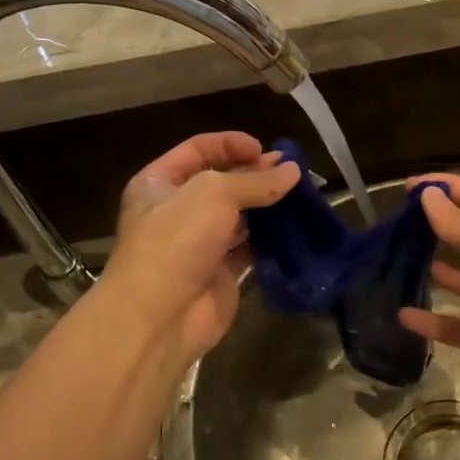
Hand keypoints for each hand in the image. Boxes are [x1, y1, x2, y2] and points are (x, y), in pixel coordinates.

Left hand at [98, 132, 299, 365]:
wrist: (160, 315)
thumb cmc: (176, 240)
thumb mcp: (214, 193)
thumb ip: (255, 180)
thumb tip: (293, 171)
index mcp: (159, 183)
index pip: (198, 150)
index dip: (230, 144)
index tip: (264, 149)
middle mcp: (177, 210)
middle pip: (221, 182)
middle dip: (255, 174)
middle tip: (291, 172)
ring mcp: (199, 244)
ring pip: (238, 216)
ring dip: (267, 206)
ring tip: (300, 197)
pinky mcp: (220, 273)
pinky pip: (250, 248)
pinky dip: (270, 239)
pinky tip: (293, 228)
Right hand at [399, 174, 459, 417]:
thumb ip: (459, 223)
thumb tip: (429, 195)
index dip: (451, 188)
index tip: (412, 185)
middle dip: (442, 227)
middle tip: (402, 220)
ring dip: (436, 271)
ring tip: (401, 259)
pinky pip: (450, 324)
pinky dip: (428, 320)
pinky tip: (401, 313)